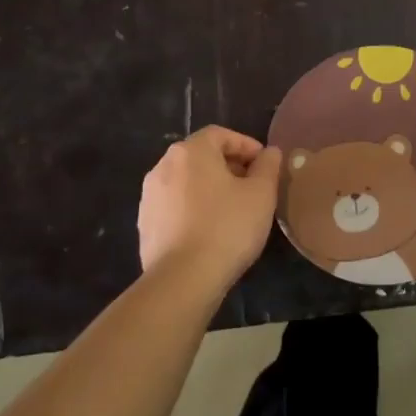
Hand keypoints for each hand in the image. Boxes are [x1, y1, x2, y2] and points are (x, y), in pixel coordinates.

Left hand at [138, 127, 282, 292]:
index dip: (246, 145)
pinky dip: (193, 209)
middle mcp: (164, 166)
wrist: (182, 280)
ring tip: (233, 210)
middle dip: (229, 166)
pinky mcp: (145, 225)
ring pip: (187, 182)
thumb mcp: (261, 193)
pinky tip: (210, 231)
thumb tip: (270, 152)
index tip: (264, 165)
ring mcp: (149, 197)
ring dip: (210, 188)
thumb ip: (268, 166)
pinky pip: (175, 206)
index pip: (221, 135)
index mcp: (191, 151)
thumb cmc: (227, 226)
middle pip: (201, 156)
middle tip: (252, 187)